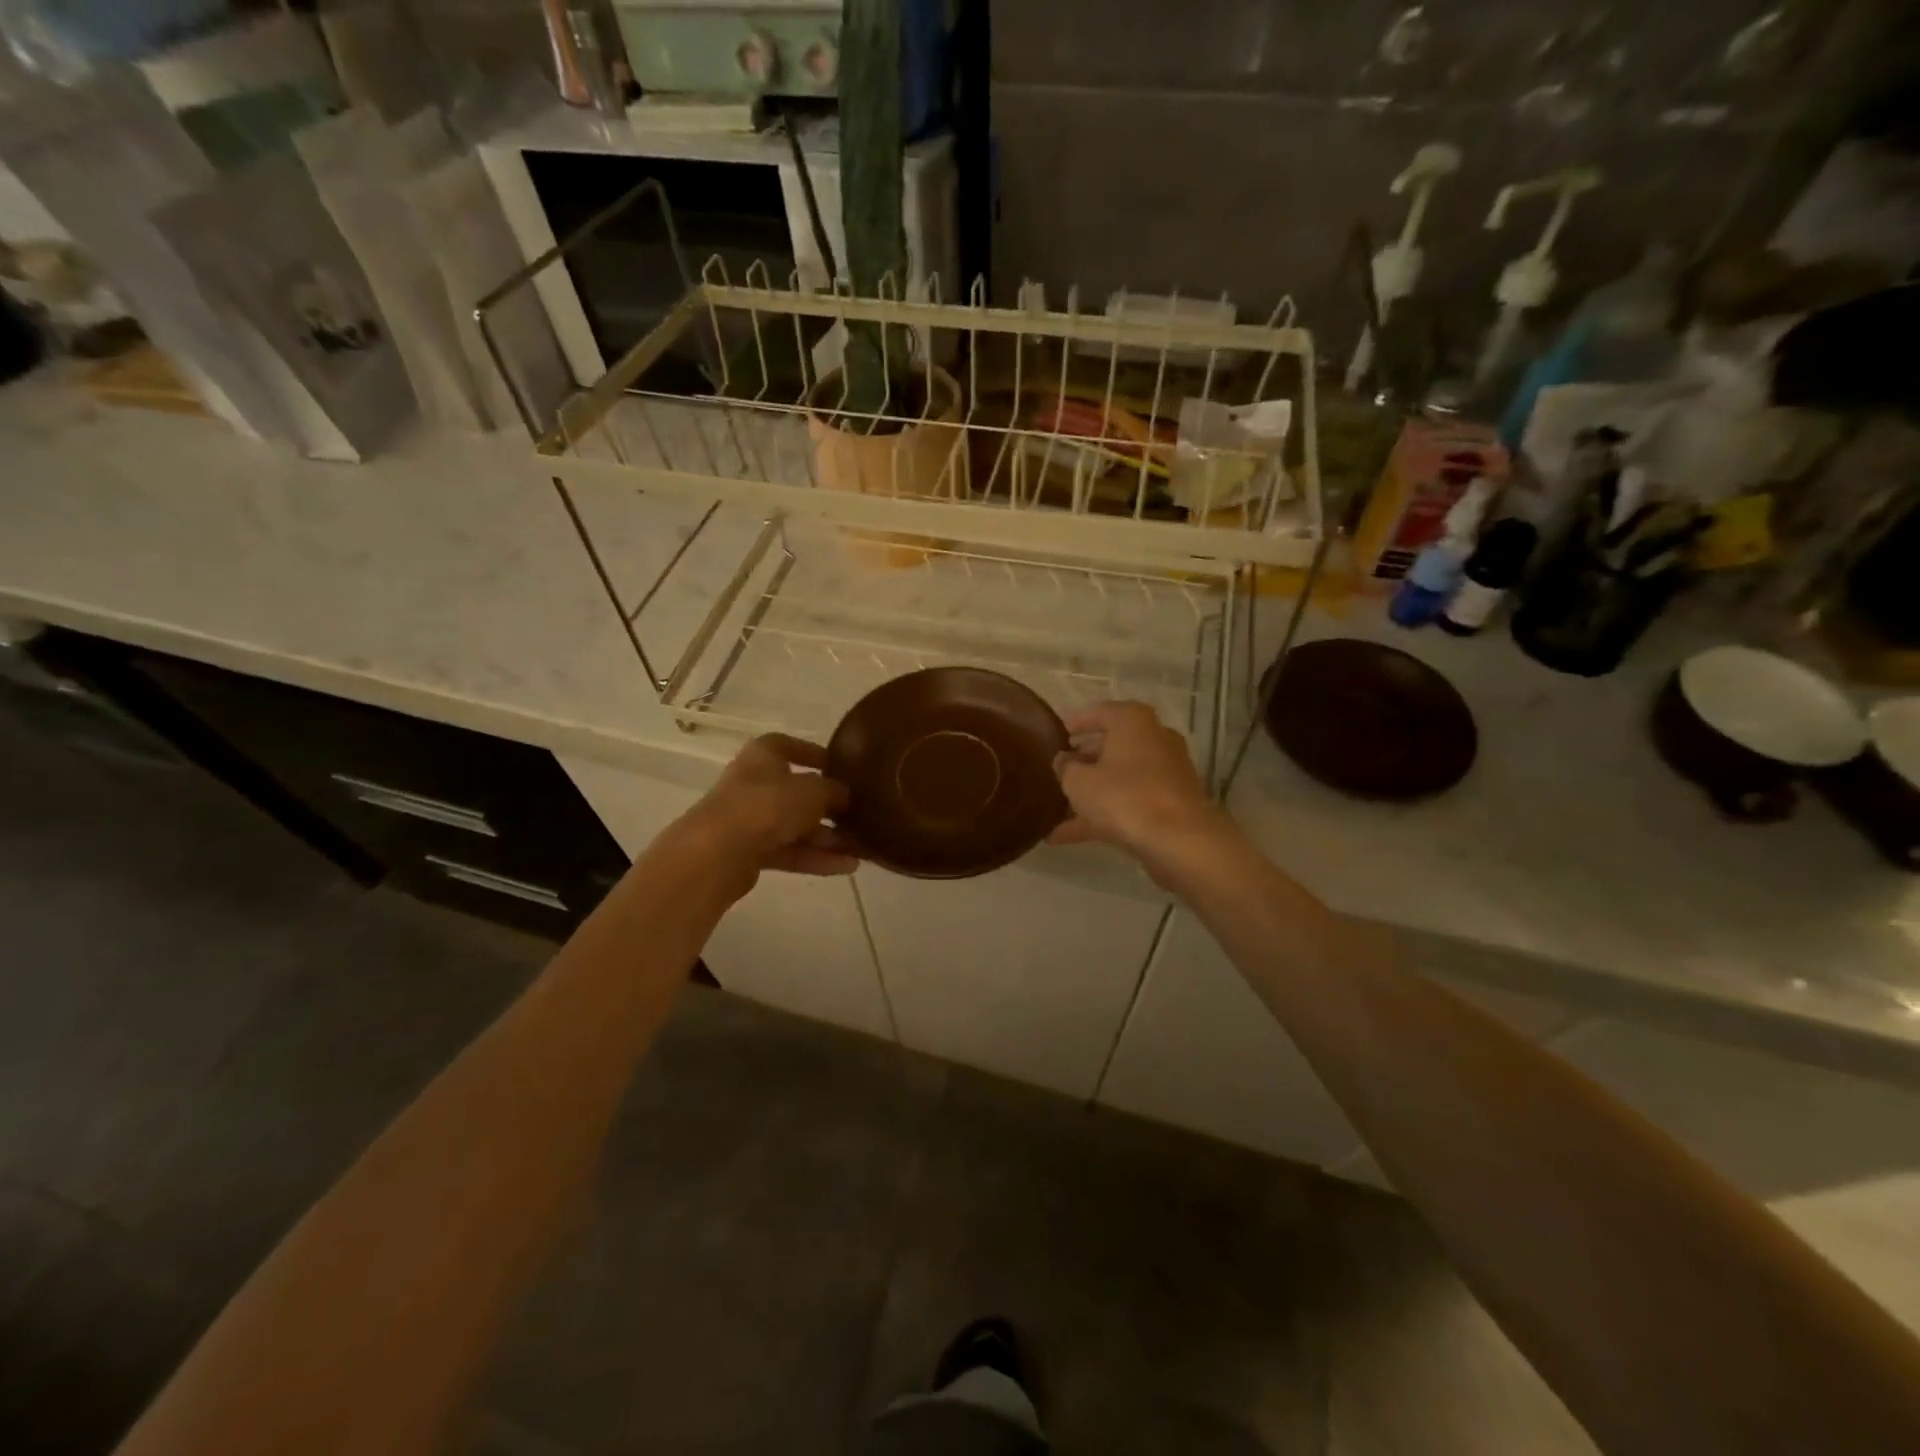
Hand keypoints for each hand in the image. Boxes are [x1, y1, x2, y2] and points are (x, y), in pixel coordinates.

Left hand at [677, 734, 857, 901]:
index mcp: (763, 755)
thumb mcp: (814, 791)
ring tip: (861, 850)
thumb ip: (834, 791)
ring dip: (828, 838)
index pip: (788, 746)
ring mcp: (749, 819)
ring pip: (795, 826)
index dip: (813, 753)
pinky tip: (847, 867)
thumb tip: (845, 796)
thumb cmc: (767, 805)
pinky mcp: (748, 852)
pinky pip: (789, 851)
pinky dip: (815, 857)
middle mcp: (753, 783)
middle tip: (858, 816)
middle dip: (828, 807)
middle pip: (796, 792)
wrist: (717, 853)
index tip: (838, 766)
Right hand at [1049, 701, 1235, 880]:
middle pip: (1111, 746)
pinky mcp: (1170, 803)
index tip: (1055, 734)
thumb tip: (1063, 760)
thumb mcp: (1079, 781)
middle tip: (1056, 772)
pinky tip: (1066, 837)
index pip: (1098, 712)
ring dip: (1090, 793)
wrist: (1180, 841)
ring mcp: (1166, 773)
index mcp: (1132, 721)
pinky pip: (1129, 802)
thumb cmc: (1124, 797)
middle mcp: (1154, 739)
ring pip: (1119, 778)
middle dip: (1082, 761)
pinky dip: (1102, 815)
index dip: (1074, 723)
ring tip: (1055, 810)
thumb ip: (1065, 767)